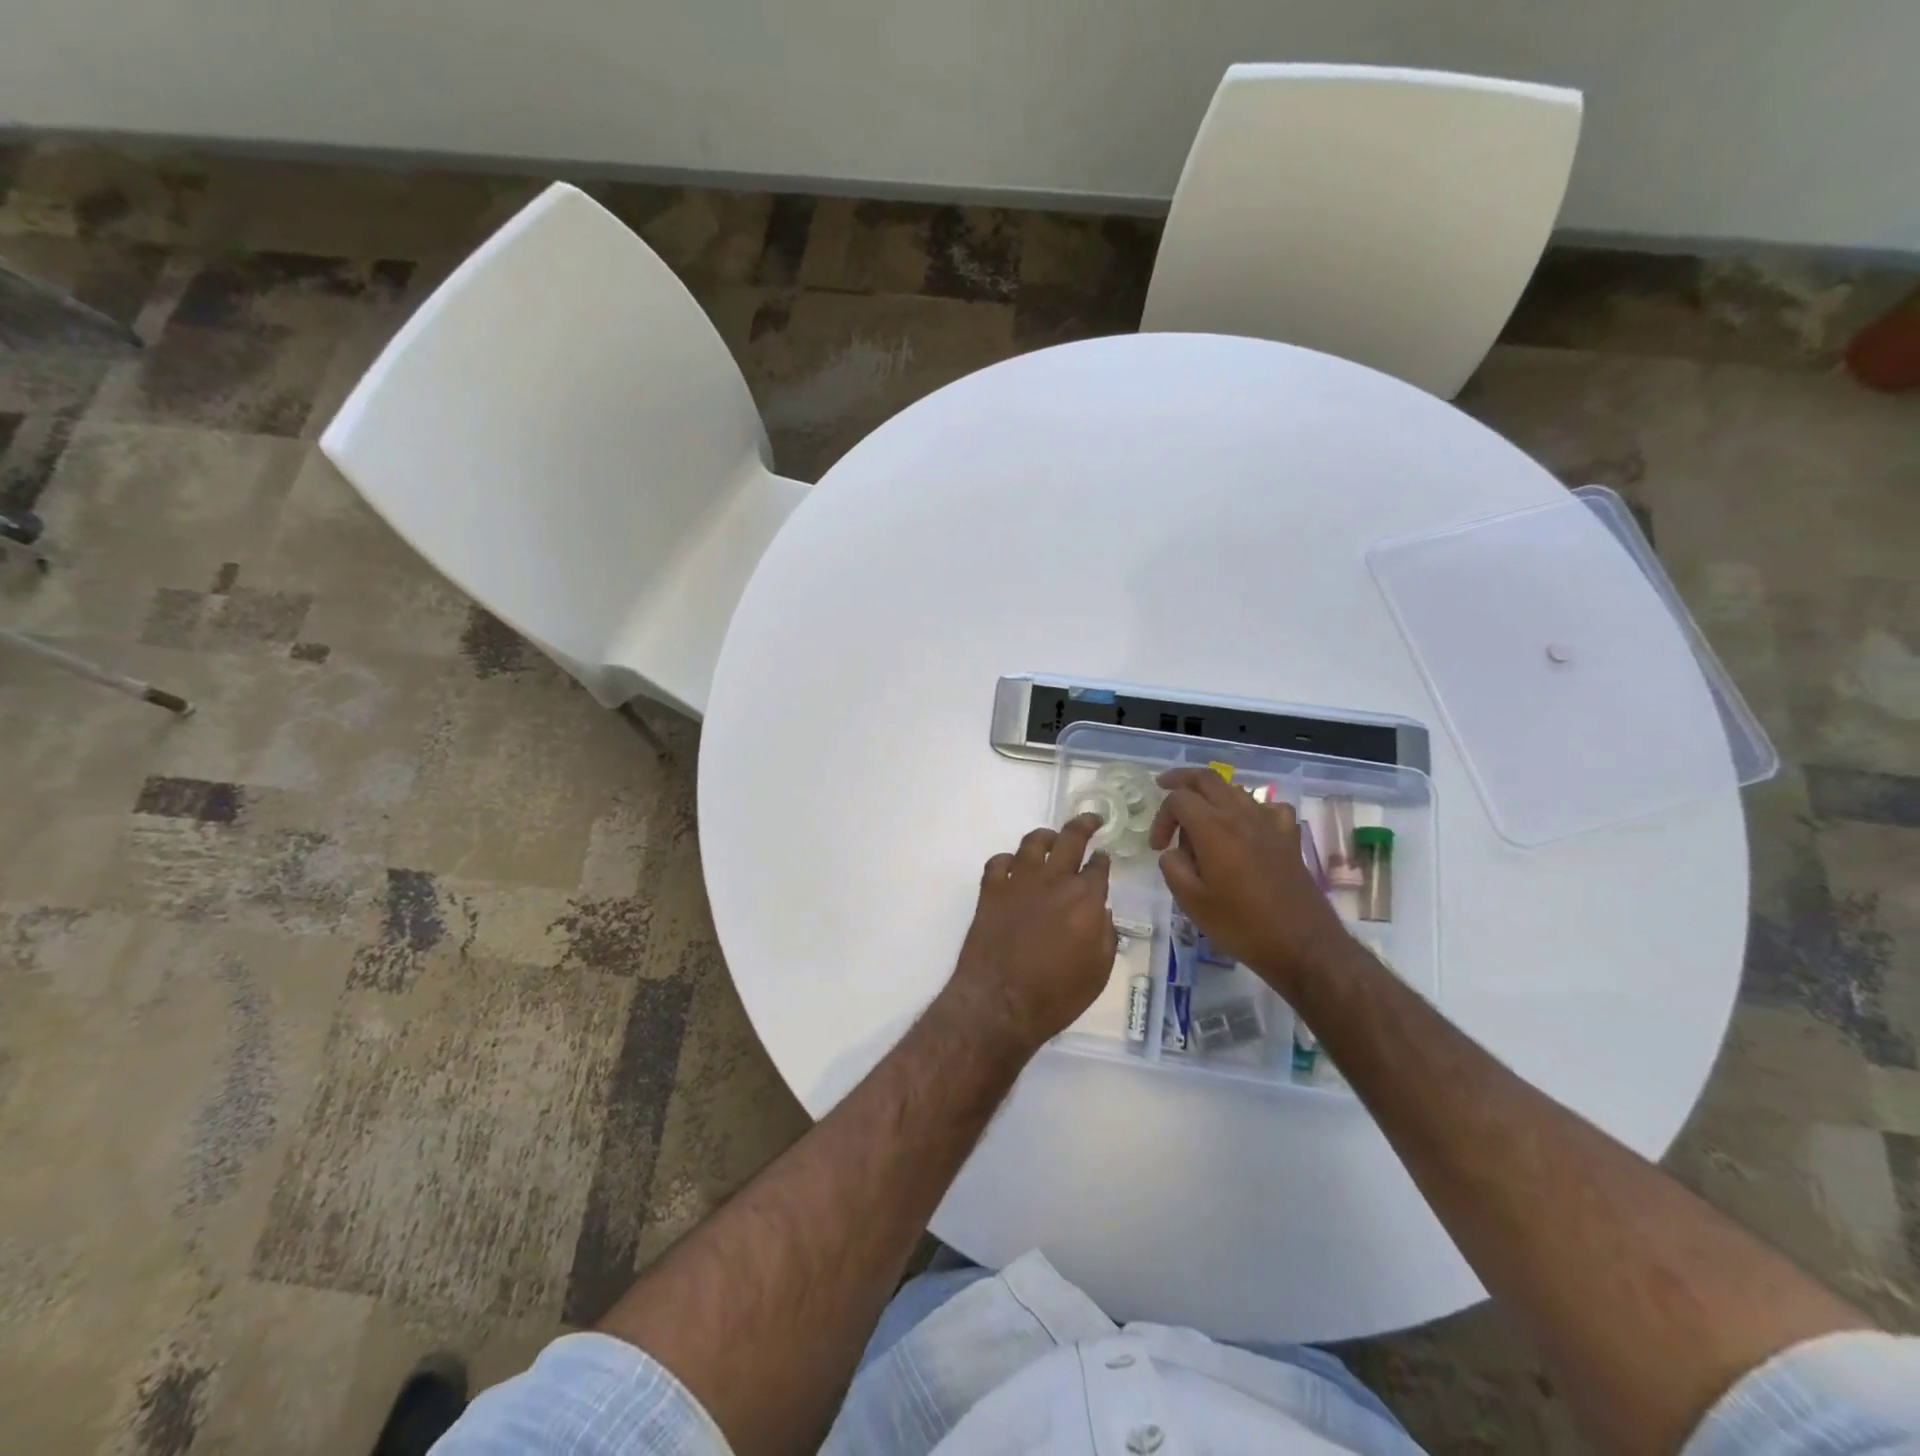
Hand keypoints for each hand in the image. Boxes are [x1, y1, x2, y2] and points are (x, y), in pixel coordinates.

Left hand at [938, 814, 1117, 1054]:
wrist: (1000, 1003)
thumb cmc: (1056, 995)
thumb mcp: (1098, 972)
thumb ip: (1106, 935)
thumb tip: (1102, 911)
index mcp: (1085, 899)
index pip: (1099, 866)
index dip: (1103, 860)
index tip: (1104, 858)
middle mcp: (1053, 881)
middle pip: (1070, 838)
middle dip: (1084, 824)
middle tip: (1092, 820)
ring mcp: (1019, 882)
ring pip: (1033, 842)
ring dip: (1046, 836)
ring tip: (1051, 838)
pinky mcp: (990, 891)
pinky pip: (999, 862)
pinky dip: (1008, 860)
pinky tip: (1013, 867)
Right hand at [1148, 768, 1353, 990]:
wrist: (1302, 945)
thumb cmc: (1242, 926)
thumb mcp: (1192, 902)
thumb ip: (1172, 867)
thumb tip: (1174, 852)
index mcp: (1214, 829)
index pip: (1179, 799)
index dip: (1161, 818)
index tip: (1157, 847)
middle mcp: (1241, 815)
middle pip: (1207, 778)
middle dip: (1180, 780)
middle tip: (1163, 786)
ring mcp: (1269, 823)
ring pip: (1234, 789)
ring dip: (1211, 795)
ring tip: (1199, 818)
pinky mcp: (1288, 837)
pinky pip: (1266, 807)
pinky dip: (1249, 809)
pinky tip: (1245, 827)